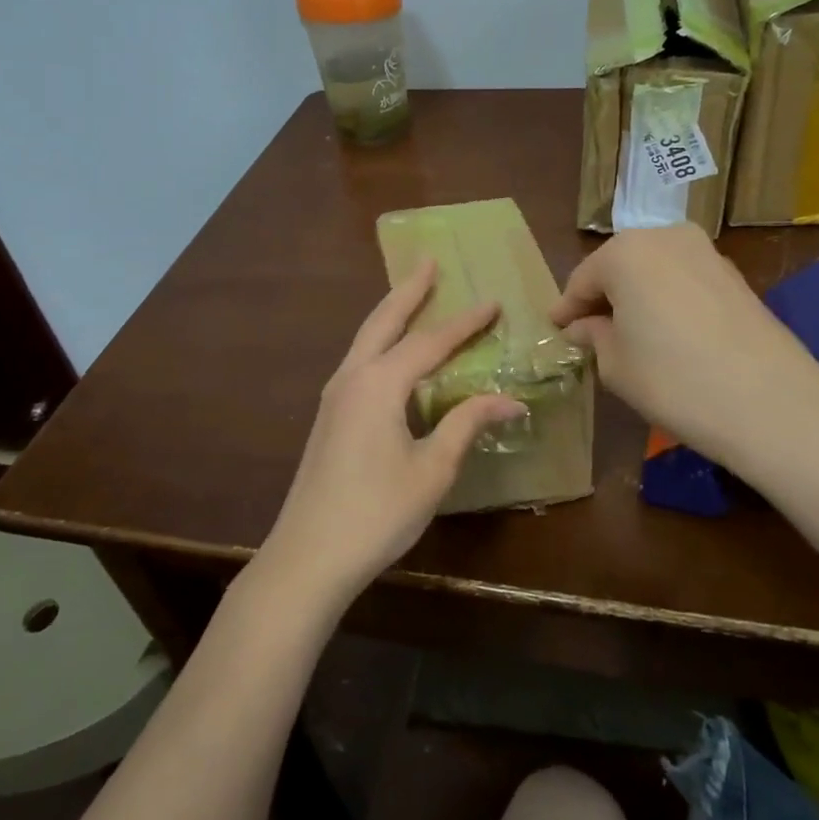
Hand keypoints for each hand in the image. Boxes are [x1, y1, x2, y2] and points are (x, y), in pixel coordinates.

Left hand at [258, 259, 523, 609]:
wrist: (308, 556)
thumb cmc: (377, 513)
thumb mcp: (432, 469)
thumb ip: (467, 425)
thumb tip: (510, 400)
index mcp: (379, 384)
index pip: (430, 342)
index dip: (465, 323)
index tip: (492, 301)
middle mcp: (352, 378)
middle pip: (383, 320)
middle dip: (409, 291)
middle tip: (430, 262)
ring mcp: (334, 397)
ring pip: (366, 339)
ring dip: (391, 313)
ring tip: (413, 295)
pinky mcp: (329, 416)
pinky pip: (360, 361)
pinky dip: (380, 341)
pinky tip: (392, 353)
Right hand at [550, 225, 818, 469]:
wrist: (771, 403)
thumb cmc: (674, 380)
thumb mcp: (616, 365)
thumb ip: (593, 337)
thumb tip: (583, 328)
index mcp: (625, 251)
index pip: (582, 280)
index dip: (566, 311)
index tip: (555, 332)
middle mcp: (665, 237)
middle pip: (619, 267)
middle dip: (603, 299)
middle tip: (590, 334)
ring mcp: (706, 252)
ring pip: (654, 272)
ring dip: (637, 298)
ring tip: (629, 336)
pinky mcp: (735, 276)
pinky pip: (684, 282)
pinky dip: (668, 301)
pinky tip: (668, 336)